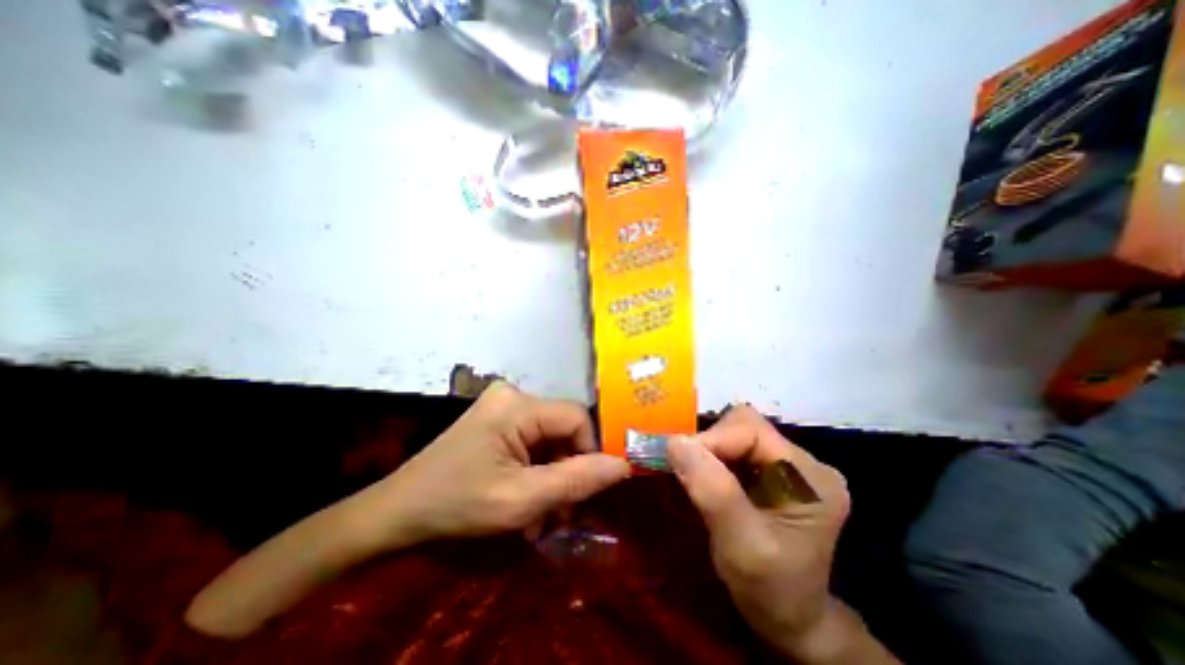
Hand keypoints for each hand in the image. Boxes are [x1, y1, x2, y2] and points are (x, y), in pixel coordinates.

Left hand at [361, 382, 633, 547]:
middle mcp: (514, 394)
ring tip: (541, 515)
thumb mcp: (521, 500)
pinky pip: (534, 441)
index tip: (581, 493)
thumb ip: (576, 481)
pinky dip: (537, 470)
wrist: (398, 512)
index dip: (588, 453)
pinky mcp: (499, 418)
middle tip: (559, 514)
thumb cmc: (456, 505)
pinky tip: (527, 499)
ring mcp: (504, 405)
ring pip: (551, 438)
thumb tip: (624, 464)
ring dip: (552, 477)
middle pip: (563, 429)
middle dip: (567, 472)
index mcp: (518, 405)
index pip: (577, 418)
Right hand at [666, 405, 852, 658]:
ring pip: (736, 433)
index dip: (712, 439)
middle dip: (710, 443)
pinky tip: (707, 479)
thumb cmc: (772, 591)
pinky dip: (713, 458)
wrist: (790, 620)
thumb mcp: (741, 546)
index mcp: (810, 477)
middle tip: (688, 471)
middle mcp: (803, 462)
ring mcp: (788, 465)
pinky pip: (735, 448)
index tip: (680, 460)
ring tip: (696, 477)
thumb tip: (675, 442)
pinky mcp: (772, 471)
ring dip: (710, 451)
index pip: (752, 430)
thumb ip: (712, 492)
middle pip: (744, 425)